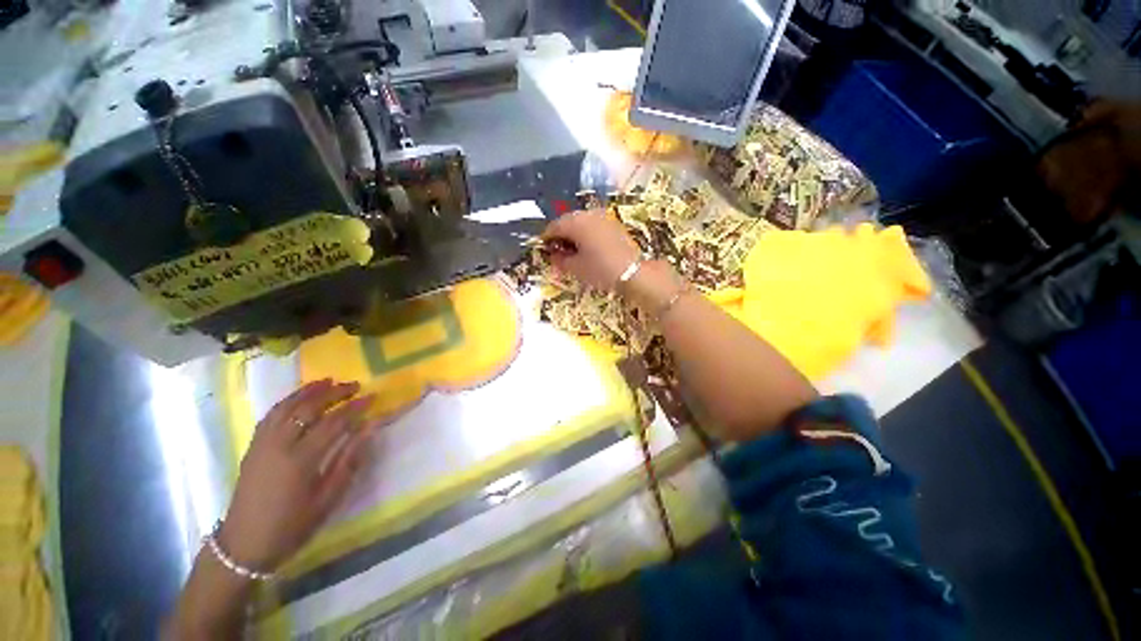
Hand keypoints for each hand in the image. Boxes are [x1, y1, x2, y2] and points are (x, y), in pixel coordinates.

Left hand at [218, 379, 375, 571]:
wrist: (244, 545)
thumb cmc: (291, 525)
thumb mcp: (327, 499)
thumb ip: (349, 461)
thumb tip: (369, 429)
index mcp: (300, 460)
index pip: (334, 423)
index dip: (355, 407)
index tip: (372, 396)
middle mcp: (279, 445)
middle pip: (308, 408)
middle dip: (334, 393)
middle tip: (354, 385)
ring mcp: (262, 444)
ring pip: (287, 407)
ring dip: (309, 391)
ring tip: (328, 381)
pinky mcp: (253, 447)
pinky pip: (271, 415)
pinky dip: (287, 401)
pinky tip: (298, 398)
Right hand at [542, 209, 640, 291]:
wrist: (632, 271)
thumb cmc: (600, 269)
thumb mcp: (575, 268)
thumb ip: (560, 260)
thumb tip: (553, 255)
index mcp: (575, 223)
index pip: (554, 226)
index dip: (546, 238)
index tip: (544, 249)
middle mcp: (587, 214)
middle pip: (567, 221)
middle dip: (560, 234)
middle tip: (558, 251)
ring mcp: (602, 217)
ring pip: (581, 221)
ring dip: (573, 233)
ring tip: (573, 250)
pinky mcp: (613, 223)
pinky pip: (593, 224)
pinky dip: (586, 232)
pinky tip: (587, 246)